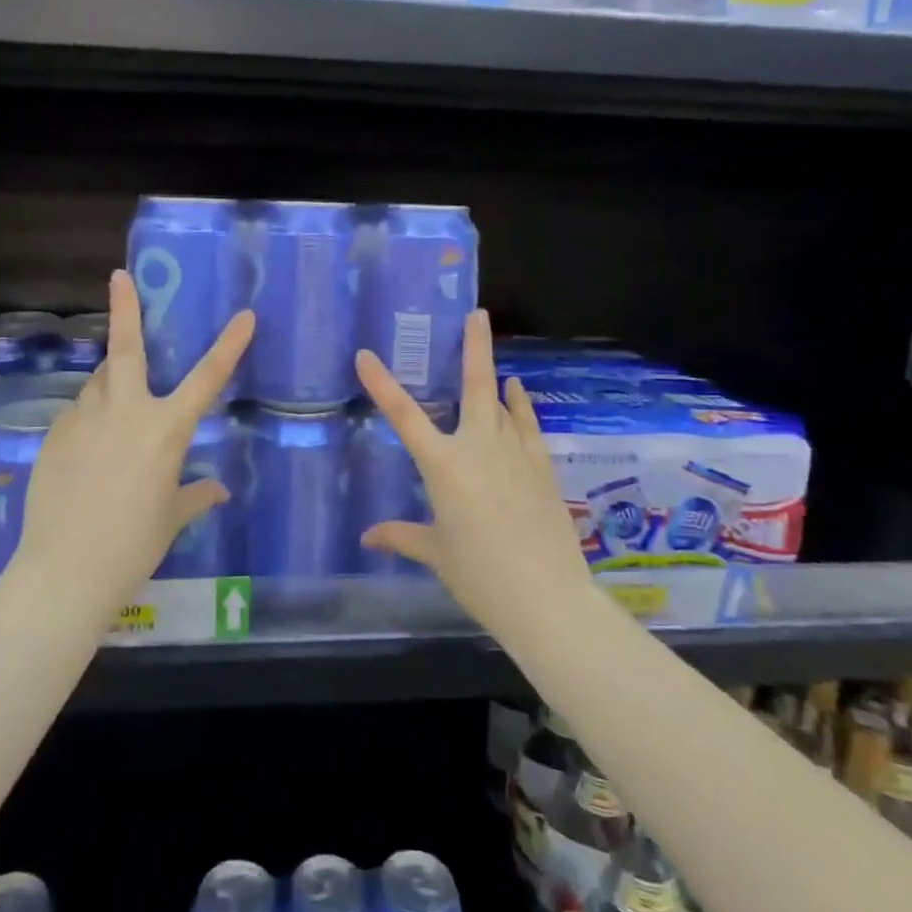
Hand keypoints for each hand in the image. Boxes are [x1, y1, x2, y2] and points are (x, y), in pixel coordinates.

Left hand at [13, 269, 252, 606]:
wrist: (66, 570)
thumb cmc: (134, 544)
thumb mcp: (171, 517)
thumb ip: (195, 495)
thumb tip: (217, 490)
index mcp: (165, 430)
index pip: (207, 378)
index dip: (229, 345)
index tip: (244, 316)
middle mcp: (125, 412)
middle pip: (125, 350)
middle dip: (124, 309)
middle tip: (119, 277)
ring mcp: (84, 420)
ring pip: (98, 384)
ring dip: (110, 383)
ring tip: (114, 407)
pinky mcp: (54, 436)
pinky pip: (78, 414)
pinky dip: (89, 418)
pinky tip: (89, 449)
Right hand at [355, 311, 596, 647]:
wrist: (546, 596)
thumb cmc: (480, 575)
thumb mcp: (436, 553)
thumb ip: (402, 536)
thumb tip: (368, 536)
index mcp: (443, 465)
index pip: (404, 416)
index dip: (382, 384)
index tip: (365, 355)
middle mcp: (478, 447)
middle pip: (474, 386)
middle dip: (473, 347)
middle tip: (477, 314)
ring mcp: (515, 453)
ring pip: (502, 403)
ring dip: (493, 377)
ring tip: (488, 354)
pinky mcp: (541, 467)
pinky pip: (527, 425)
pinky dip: (520, 406)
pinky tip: (517, 392)